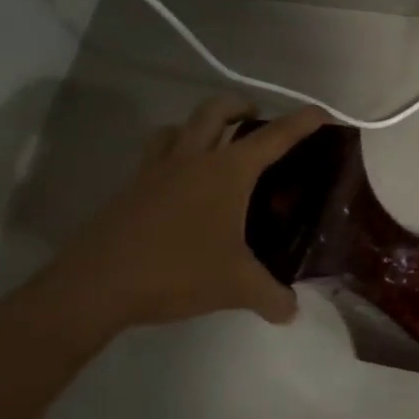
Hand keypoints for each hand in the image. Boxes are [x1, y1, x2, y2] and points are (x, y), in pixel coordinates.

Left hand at [28, 95, 330, 339]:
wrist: (94, 286)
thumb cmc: (176, 272)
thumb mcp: (236, 287)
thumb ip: (271, 296)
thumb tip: (292, 311)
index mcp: (227, 172)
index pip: (275, 136)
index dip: (304, 121)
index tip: (324, 115)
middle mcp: (193, 159)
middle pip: (217, 110)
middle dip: (241, 107)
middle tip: (257, 122)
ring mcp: (156, 170)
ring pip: (180, 126)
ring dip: (202, 126)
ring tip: (215, 147)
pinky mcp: (130, 188)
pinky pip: (156, 154)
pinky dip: (174, 154)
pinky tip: (181, 186)